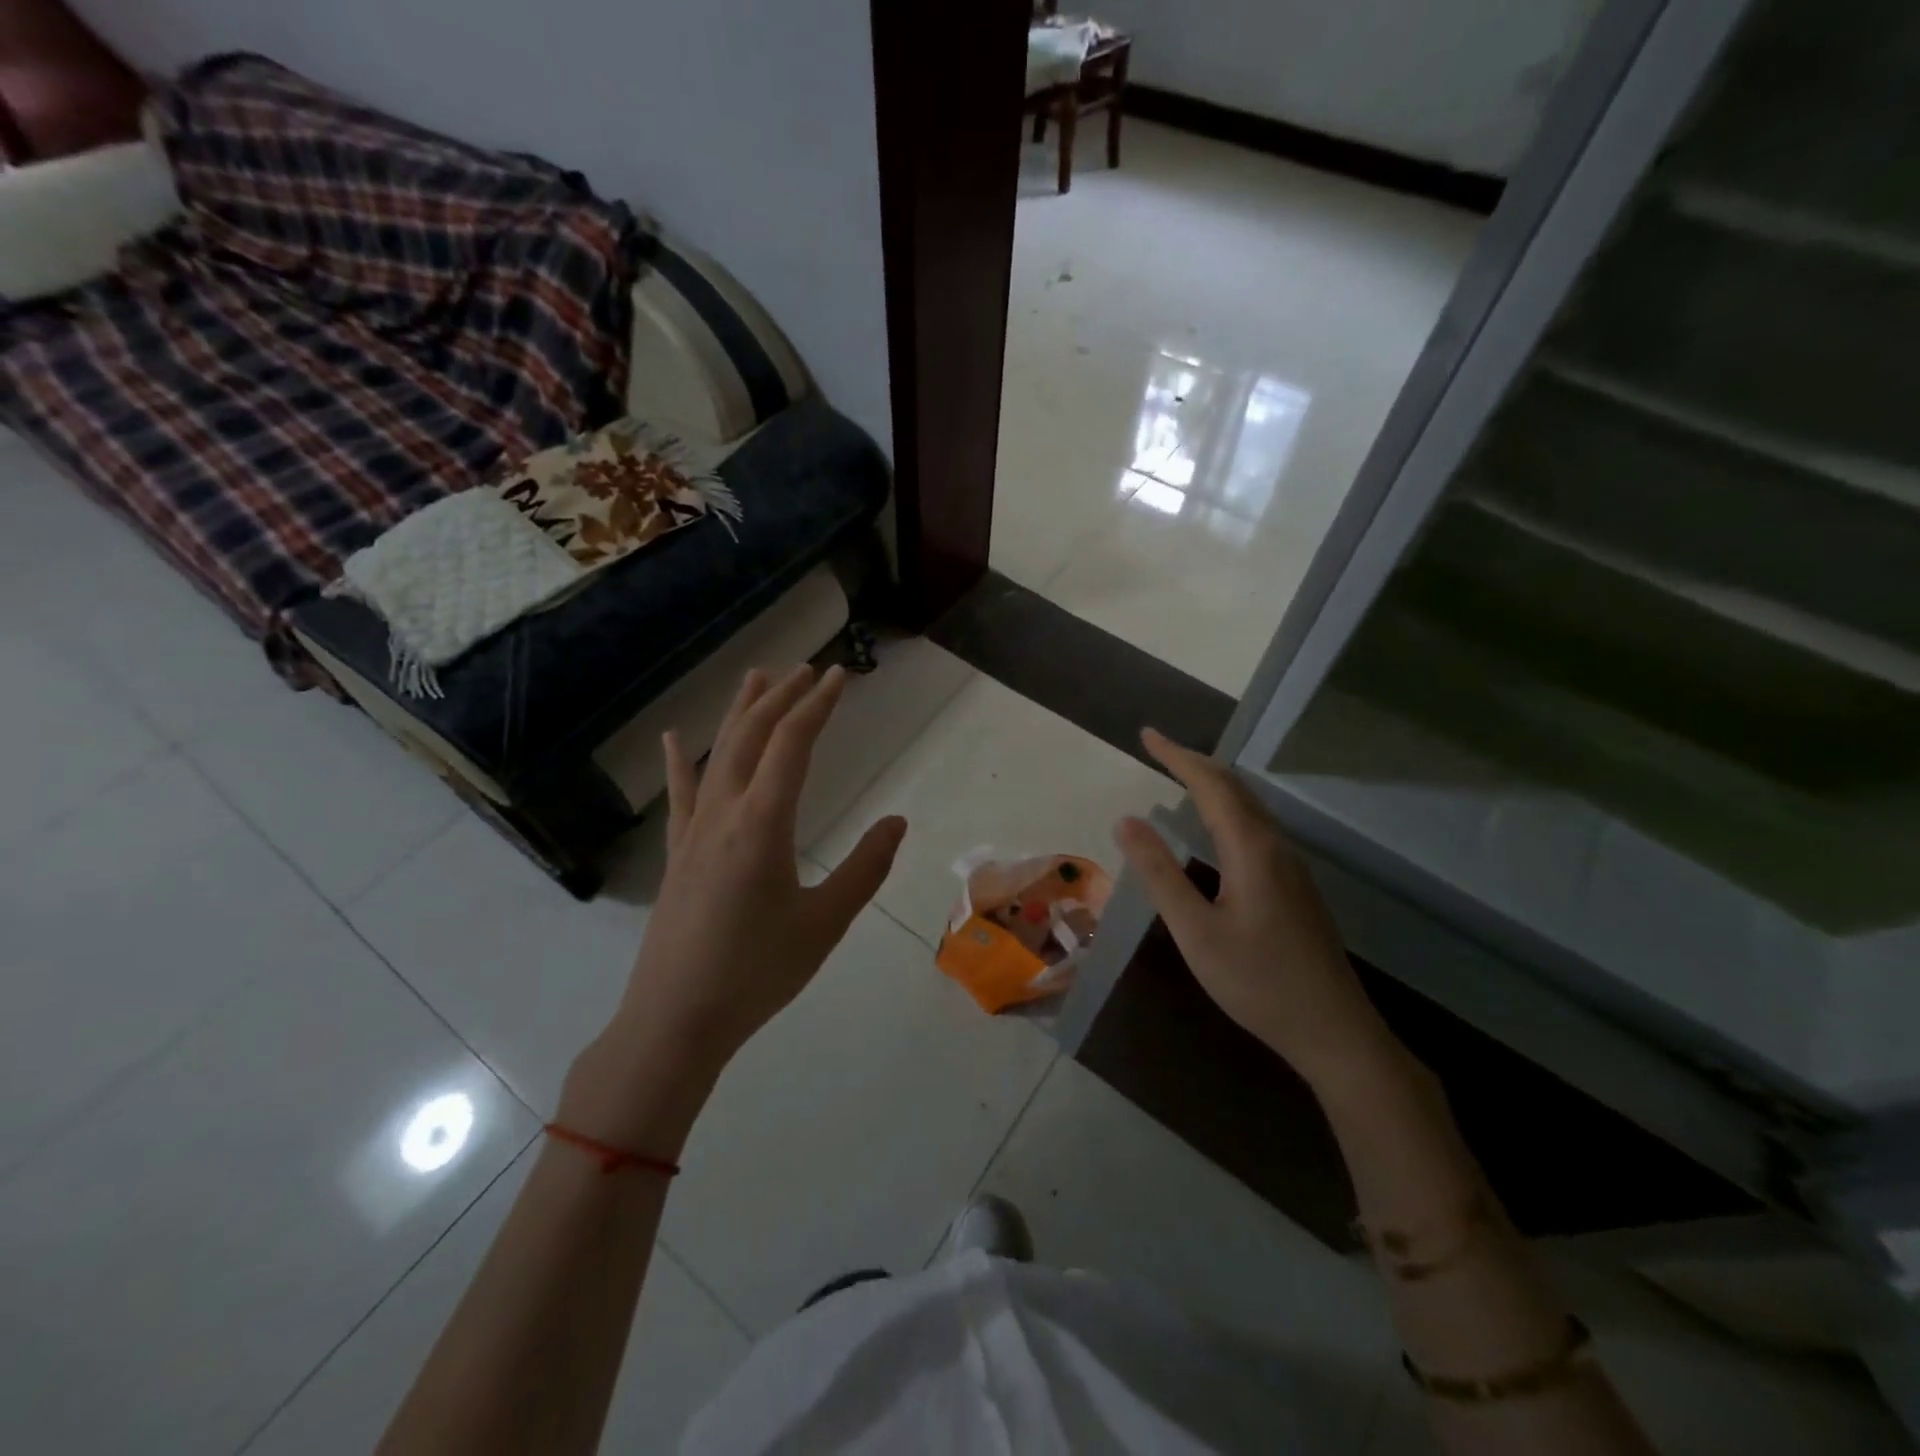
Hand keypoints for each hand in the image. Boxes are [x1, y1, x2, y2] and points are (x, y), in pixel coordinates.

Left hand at [565, 666, 906, 1144]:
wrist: (676, 1021)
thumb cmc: (757, 973)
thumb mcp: (825, 923)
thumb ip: (865, 868)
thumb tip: (898, 821)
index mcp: (763, 824)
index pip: (793, 744)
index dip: (818, 705)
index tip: (839, 676)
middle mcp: (724, 813)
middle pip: (753, 736)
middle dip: (782, 697)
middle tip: (807, 669)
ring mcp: (694, 831)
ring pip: (717, 754)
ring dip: (740, 713)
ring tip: (756, 677)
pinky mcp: (677, 853)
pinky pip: (681, 794)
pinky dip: (680, 761)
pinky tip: (673, 739)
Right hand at [1114, 728, 1398, 1095]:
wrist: (1334, 1031)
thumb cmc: (1257, 982)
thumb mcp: (1195, 931)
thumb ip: (1160, 874)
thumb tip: (1127, 820)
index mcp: (1251, 850)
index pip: (1211, 785)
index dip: (1177, 756)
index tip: (1147, 735)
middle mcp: (1275, 847)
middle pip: (1235, 788)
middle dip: (1195, 762)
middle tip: (1158, 749)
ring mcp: (1291, 867)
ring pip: (1249, 808)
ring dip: (1213, 784)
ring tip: (1181, 776)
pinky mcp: (1294, 887)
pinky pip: (1256, 828)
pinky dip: (1227, 809)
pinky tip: (1216, 828)